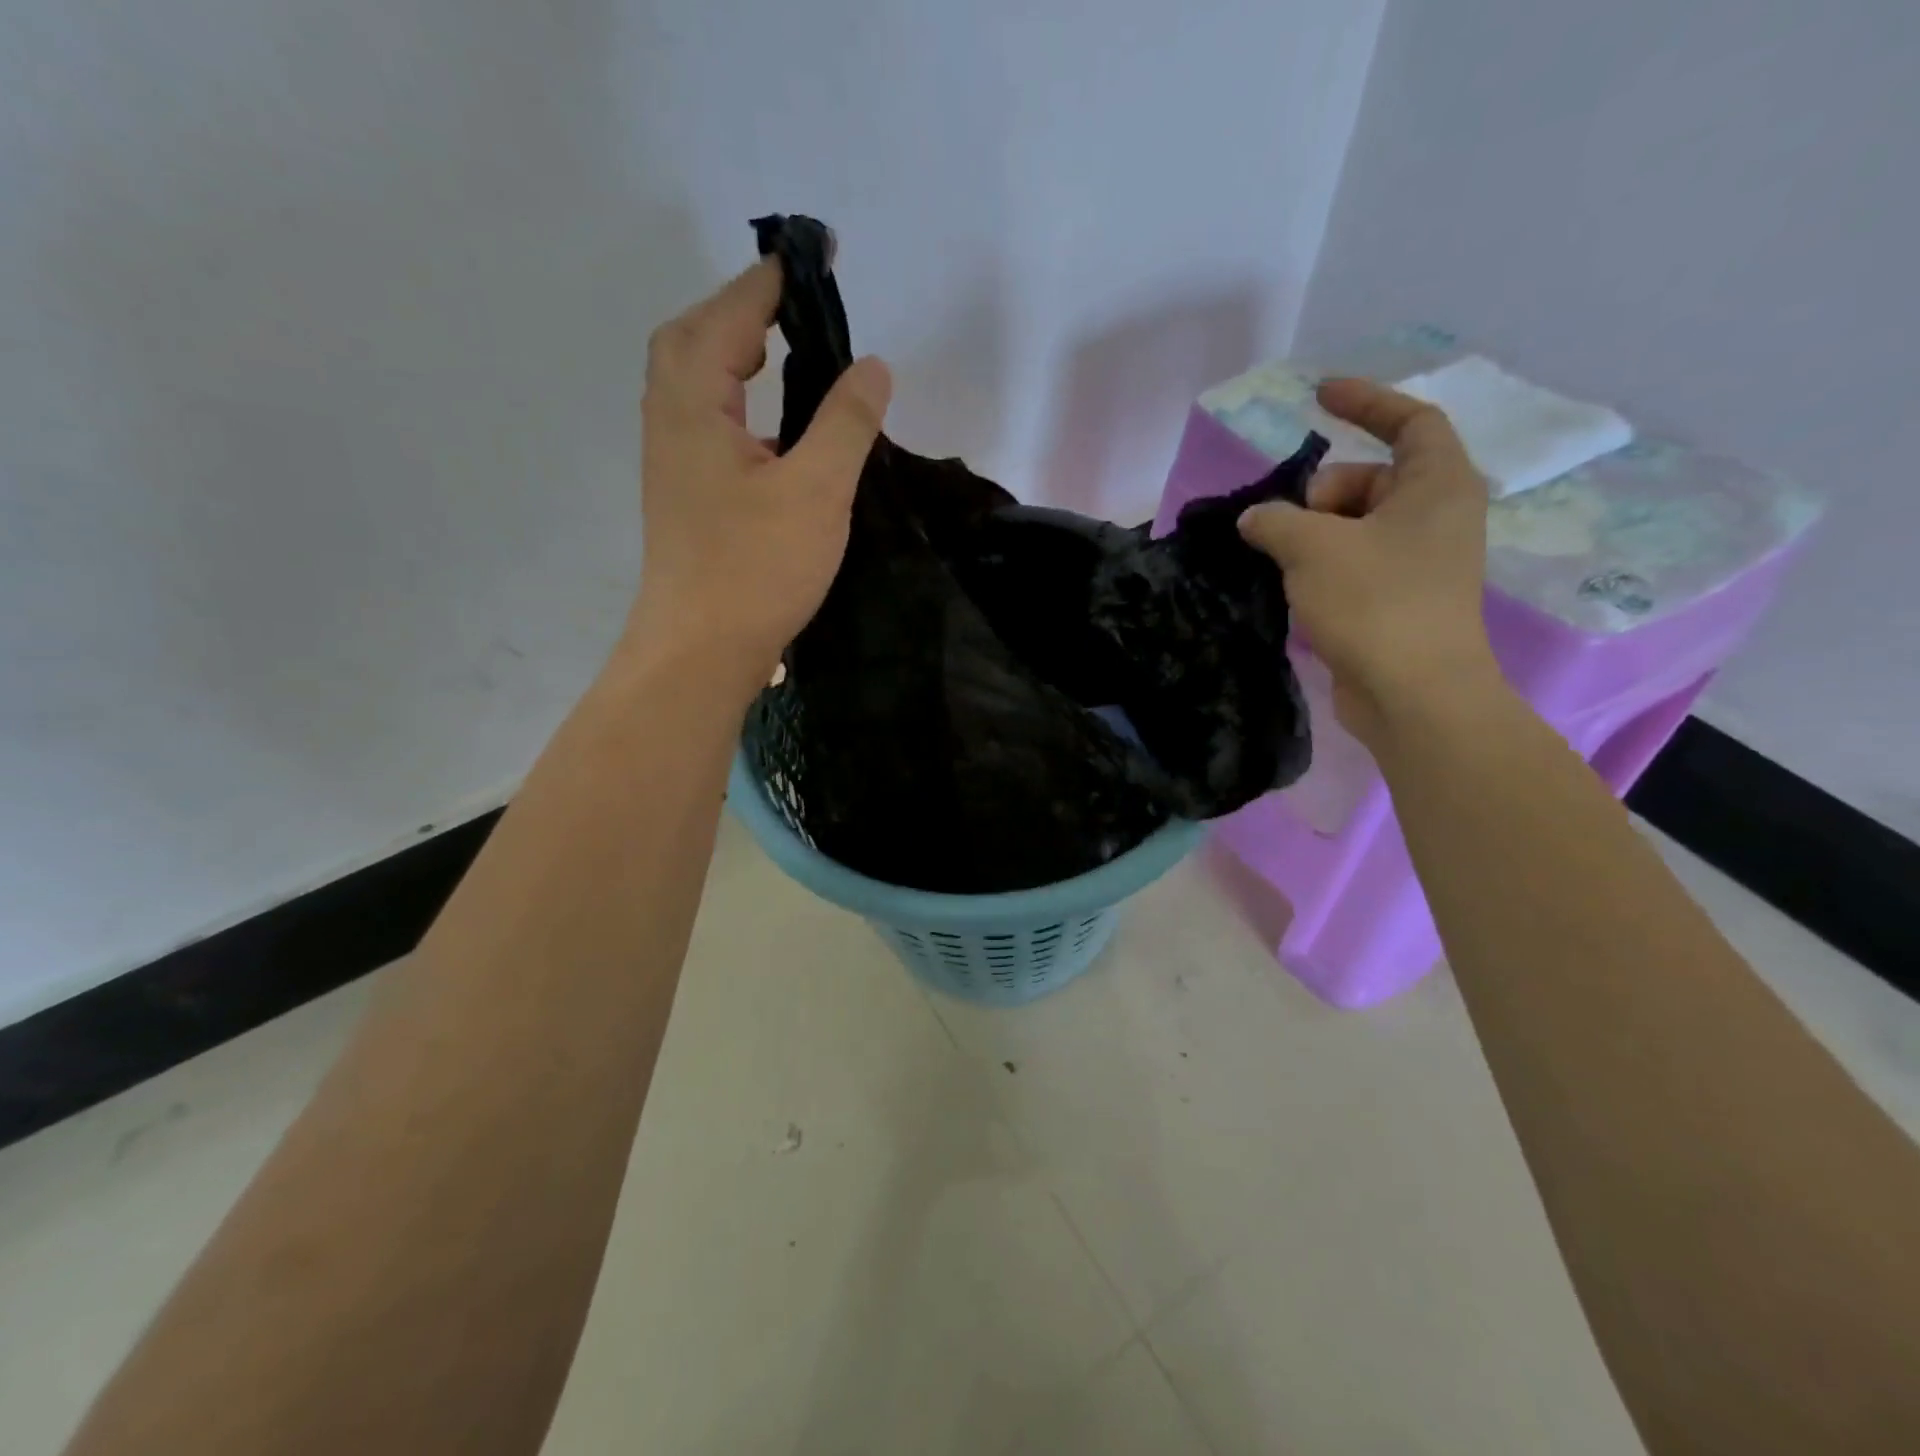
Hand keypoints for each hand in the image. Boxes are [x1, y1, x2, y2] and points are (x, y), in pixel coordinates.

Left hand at [628, 259, 891, 684]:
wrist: (700, 652)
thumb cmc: (755, 569)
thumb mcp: (816, 491)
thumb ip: (845, 421)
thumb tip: (871, 365)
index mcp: (694, 404)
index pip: (731, 316)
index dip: (774, 282)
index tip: (816, 255)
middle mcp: (670, 420)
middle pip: (693, 338)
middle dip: (742, 309)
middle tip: (795, 306)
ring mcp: (672, 461)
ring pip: (694, 383)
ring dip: (732, 354)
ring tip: (783, 351)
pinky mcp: (685, 496)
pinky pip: (705, 423)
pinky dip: (735, 401)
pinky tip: (772, 428)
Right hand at [1238, 377, 1495, 744]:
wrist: (1412, 694)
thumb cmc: (1374, 603)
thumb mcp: (1313, 548)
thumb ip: (1276, 519)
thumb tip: (1256, 518)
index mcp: (1438, 485)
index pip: (1410, 420)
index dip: (1366, 401)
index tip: (1318, 397)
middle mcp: (1437, 517)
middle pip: (1372, 479)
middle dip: (1322, 492)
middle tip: (1289, 524)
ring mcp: (1420, 563)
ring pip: (1358, 526)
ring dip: (1314, 534)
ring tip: (1282, 561)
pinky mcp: (1400, 602)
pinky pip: (1355, 563)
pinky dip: (1323, 565)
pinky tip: (1294, 587)